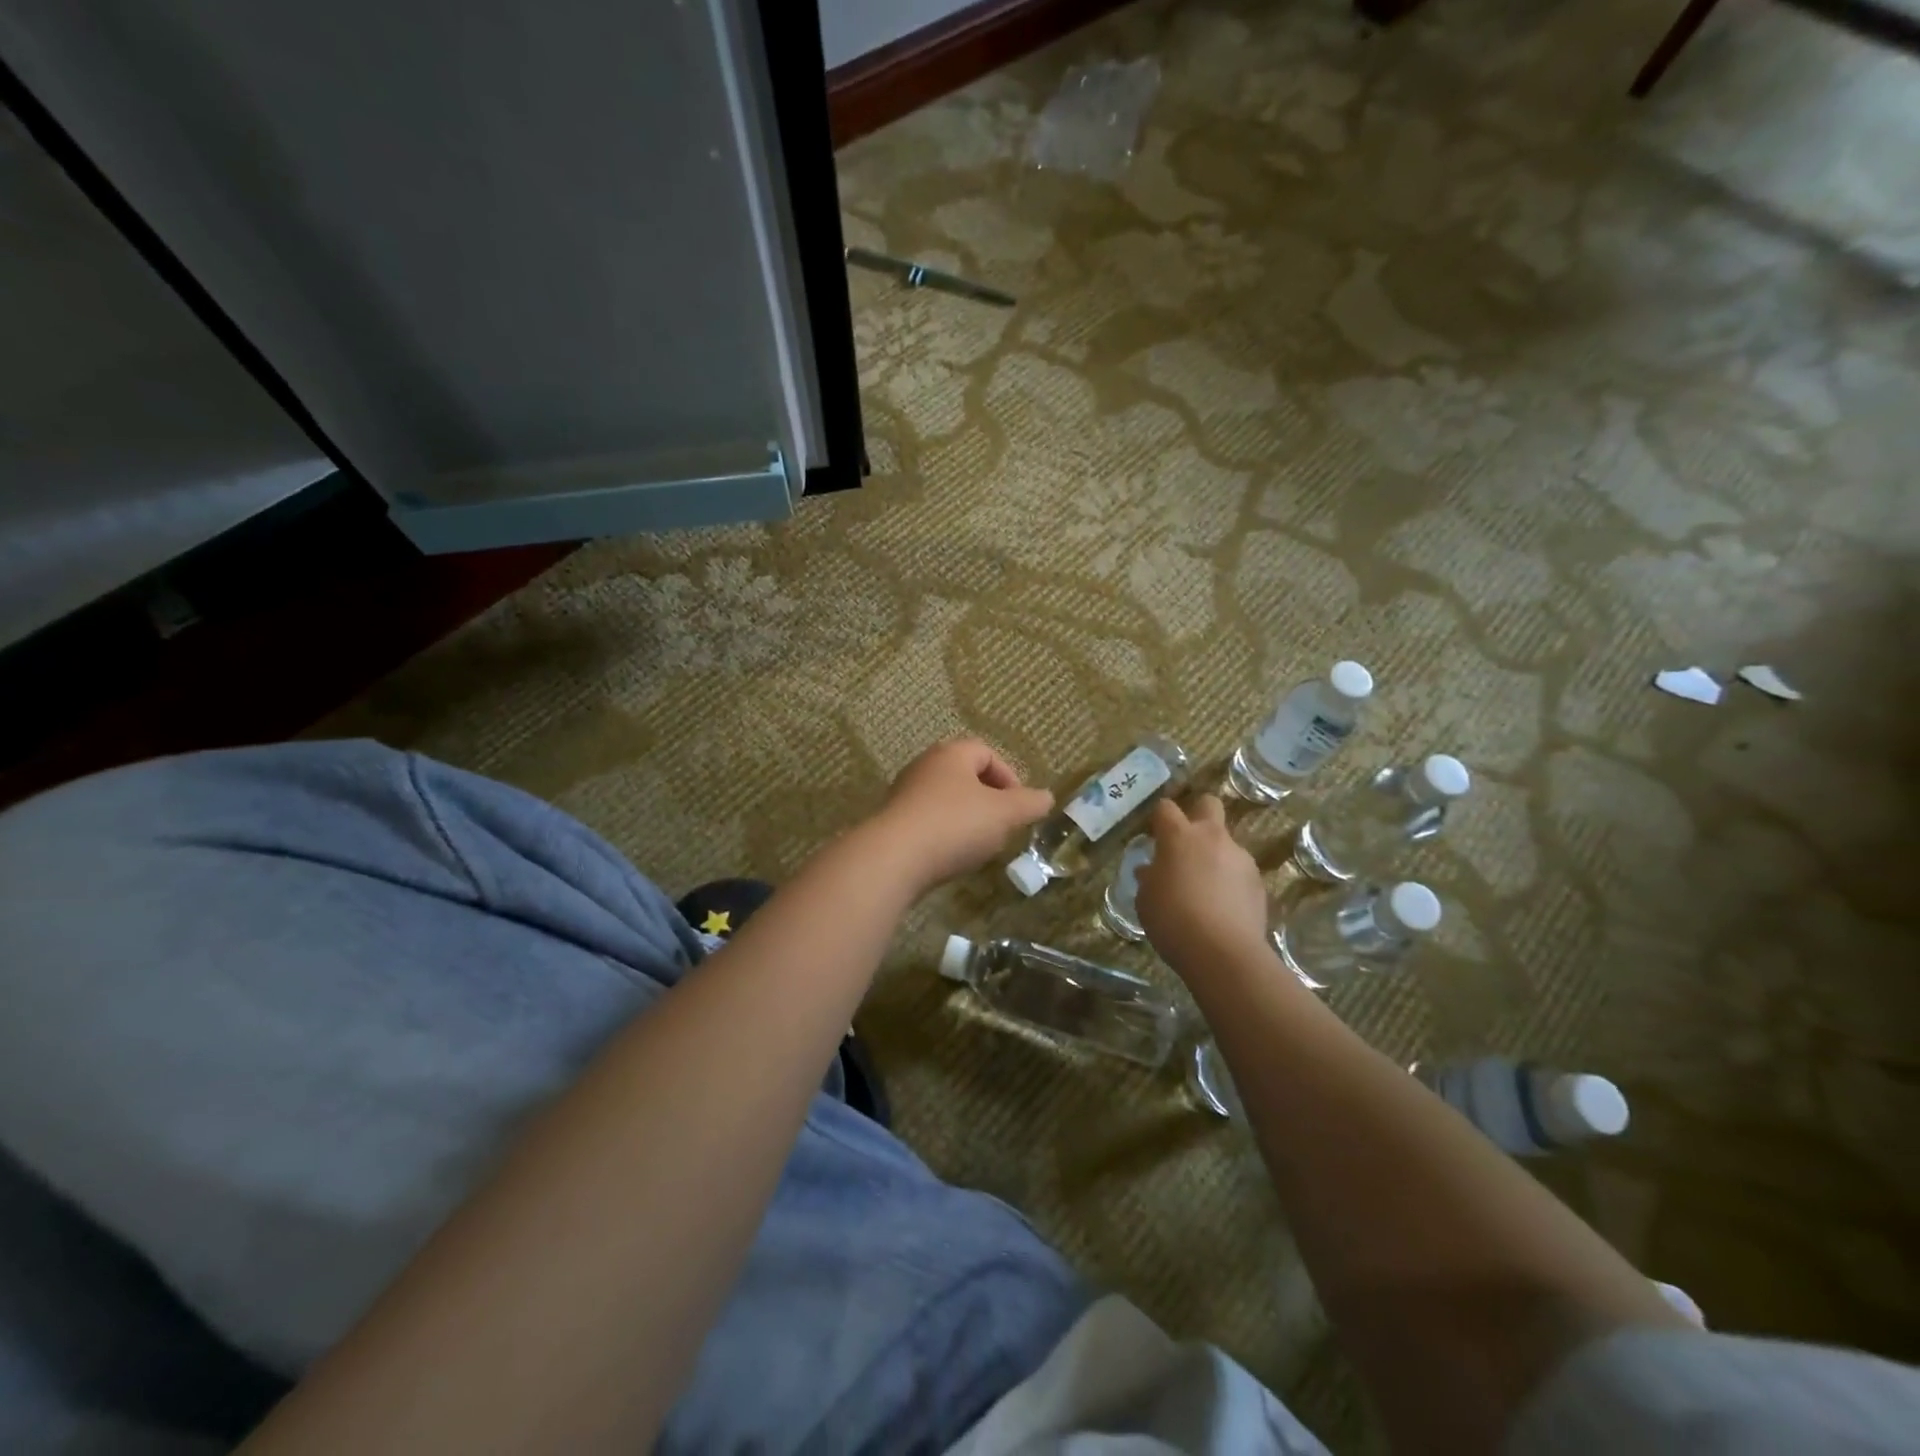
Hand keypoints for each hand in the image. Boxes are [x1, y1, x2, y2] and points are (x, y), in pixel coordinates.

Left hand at [871, 738, 1053, 889]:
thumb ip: (1029, 803)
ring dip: (966, 819)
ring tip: (979, 846)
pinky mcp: (892, 822)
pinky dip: (944, 835)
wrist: (893, 858)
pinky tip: (950, 857)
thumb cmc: (954, 824)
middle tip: (1002, 825)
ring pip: (945, 800)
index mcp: (951, 753)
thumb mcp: (1004, 814)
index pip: (986, 752)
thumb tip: (1046, 797)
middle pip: (964, 776)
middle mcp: (924, 766)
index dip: (1009, 776)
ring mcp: (904, 794)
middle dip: (988, 800)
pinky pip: (927, 822)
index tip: (1019, 806)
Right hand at [1136, 796, 1270, 978]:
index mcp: (1179, 837)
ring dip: (1215, 857)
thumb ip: (1149, 879)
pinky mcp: (1258, 882)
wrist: (1223, 952)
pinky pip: (1239, 872)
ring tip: (1205, 891)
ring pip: (1226, 844)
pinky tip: (1222, 909)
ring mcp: (1240, 858)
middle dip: (1198, 814)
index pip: (1166, 808)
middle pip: (1209, 804)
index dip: (1160, 818)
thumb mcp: (1146, 900)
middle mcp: (1212, 838)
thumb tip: (1150, 871)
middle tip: (1187, 842)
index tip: (1155, 835)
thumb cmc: (1172, 920)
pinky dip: (1231, 883)